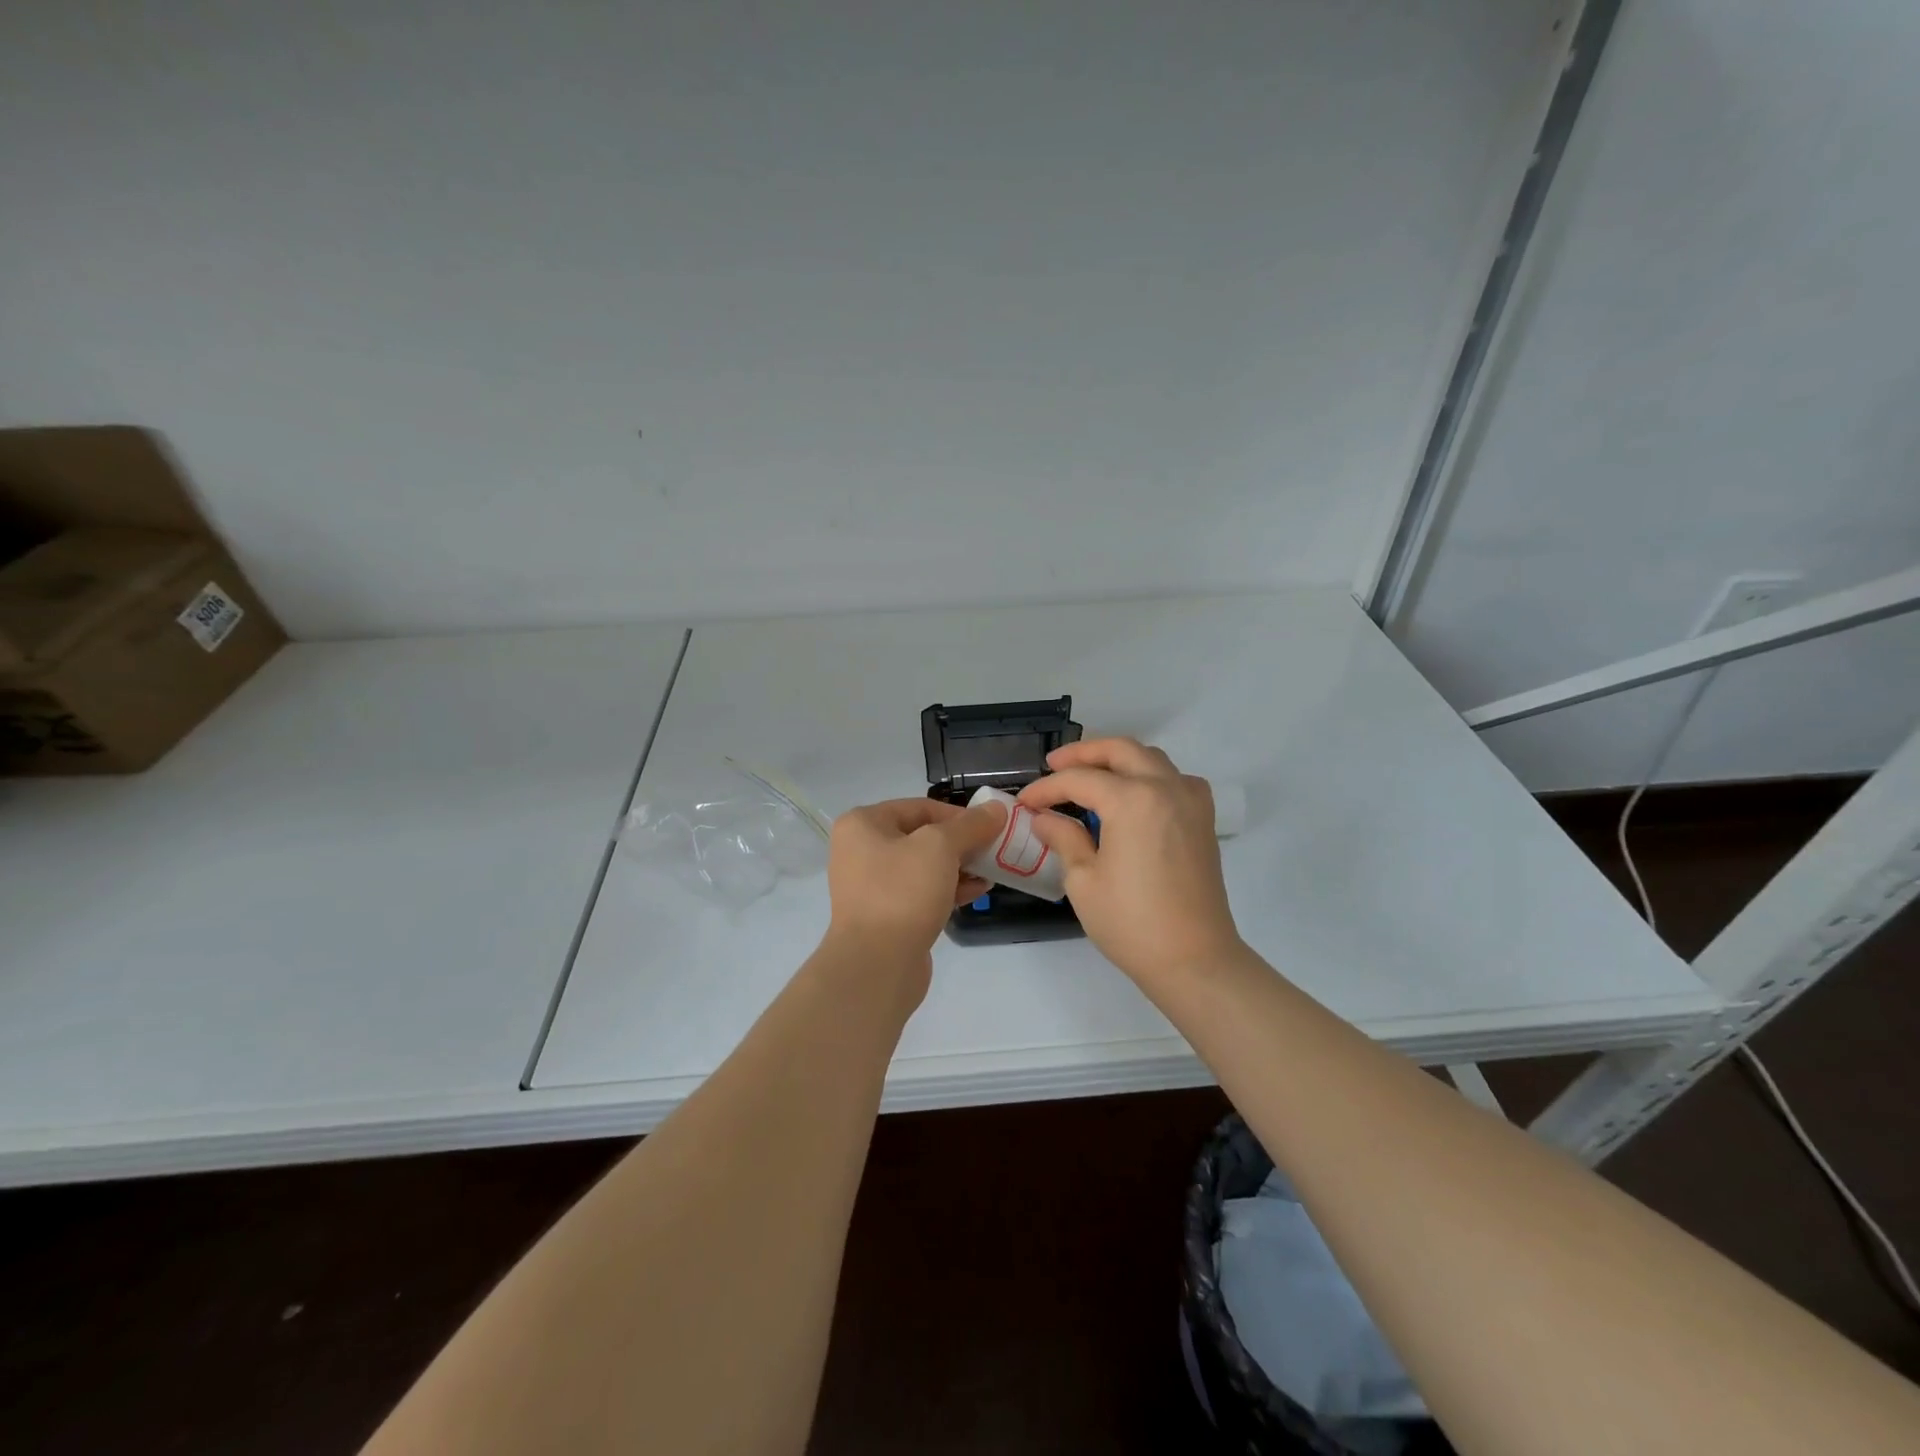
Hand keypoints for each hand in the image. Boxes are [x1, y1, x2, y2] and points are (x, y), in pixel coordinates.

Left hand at [824, 796, 1007, 970]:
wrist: (876, 965)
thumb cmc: (903, 892)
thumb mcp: (941, 848)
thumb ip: (970, 825)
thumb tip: (996, 809)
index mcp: (863, 824)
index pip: (920, 807)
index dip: (959, 814)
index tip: (991, 827)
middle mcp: (861, 850)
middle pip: (922, 835)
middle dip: (961, 842)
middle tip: (994, 849)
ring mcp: (871, 885)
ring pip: (924, 866)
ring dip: (959, 866)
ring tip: (991, 871)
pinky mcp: (886, 915)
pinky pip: (921, 892)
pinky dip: (949, 888)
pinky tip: (979, 891)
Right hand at [1017, 738, 1243, 985]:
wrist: (1194, 960)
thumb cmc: (1132, 923)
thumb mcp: (1083, 881)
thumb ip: (1064, 838)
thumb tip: (1044, 819)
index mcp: (1133, 801)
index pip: (1080, 780)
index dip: (1047, 788)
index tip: (1024, 802)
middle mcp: (1165, 788)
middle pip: (1120, 751)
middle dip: (1083, 754)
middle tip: (1054, 765)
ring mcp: (1190, 801)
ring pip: (1151, 758)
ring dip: (1118, 759)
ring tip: (1090, 775)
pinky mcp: (1203, 820)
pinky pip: (1176, 779)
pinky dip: (1151, 775)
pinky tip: (1136, 795)